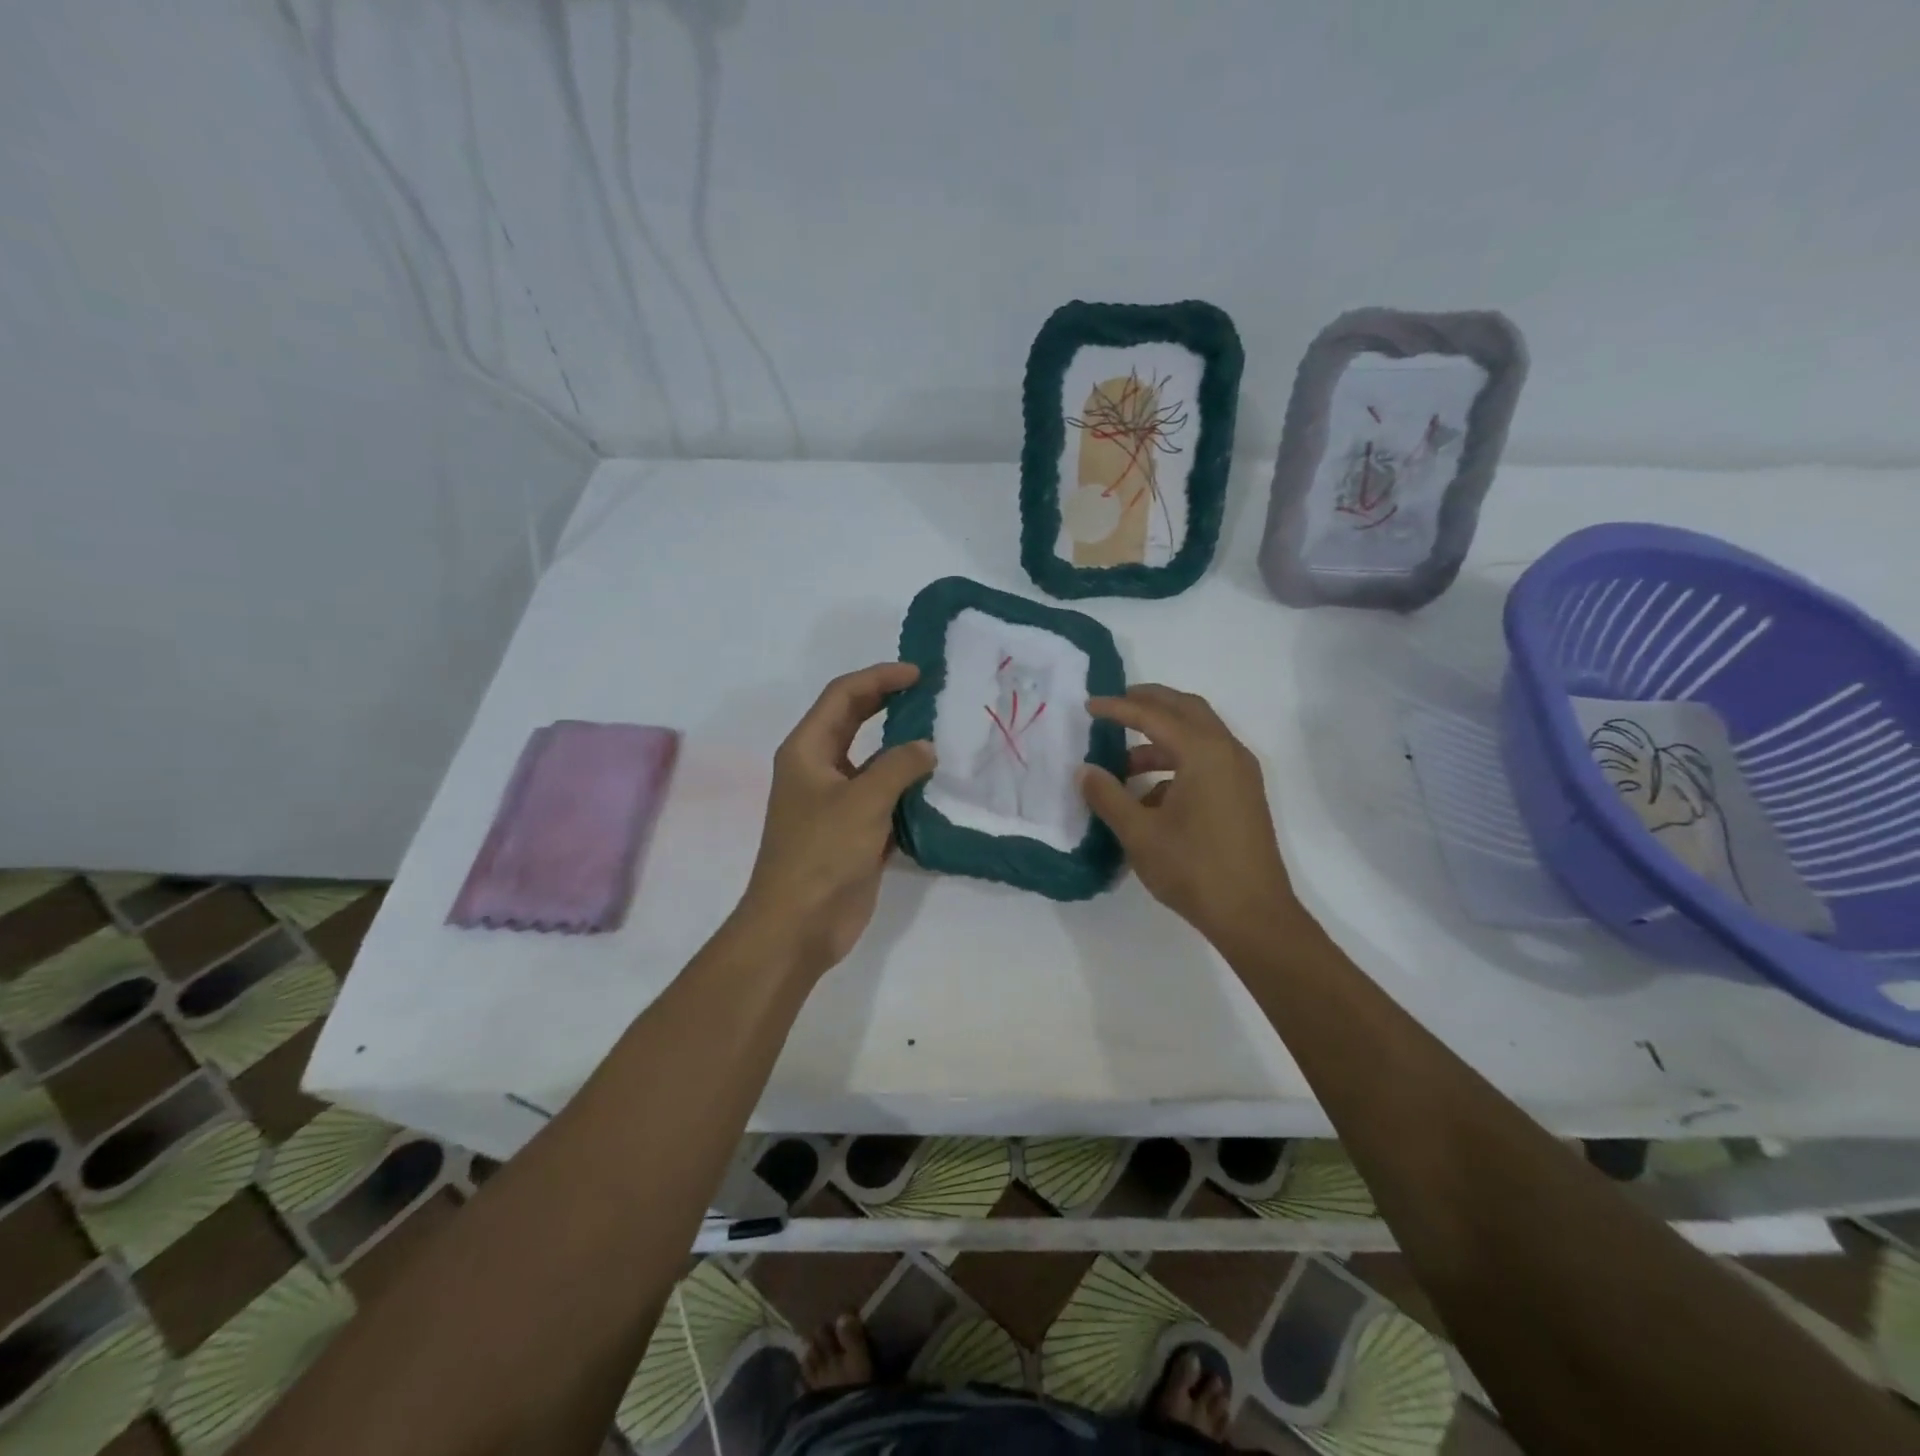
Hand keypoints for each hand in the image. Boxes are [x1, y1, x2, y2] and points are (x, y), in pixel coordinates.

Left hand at [734, 663, 935, 980]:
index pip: (843, 696)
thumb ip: (898, 767)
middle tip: (932, 693)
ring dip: (904, 748)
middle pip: (856, 721)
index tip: (919, 674)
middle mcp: (819, 768)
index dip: (879, 677)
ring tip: (945, 735)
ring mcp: (837, 801)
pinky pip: (885, 796)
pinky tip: (940, 785)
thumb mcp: (862, 802)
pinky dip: (908, 788)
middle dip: (890, 703)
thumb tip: (927, 748)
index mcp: (807, 750)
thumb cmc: (821, 854)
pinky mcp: (855, 830)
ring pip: (874, 761)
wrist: (800, 925)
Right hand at [1079, 685, 1293, 946]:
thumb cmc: (1194, 869)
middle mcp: (1228, 752)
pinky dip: (1177, 762)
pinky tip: (1150, 795)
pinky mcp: (1243, 794)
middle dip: (1149, 703)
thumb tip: (1085, 771)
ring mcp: (1240, 773)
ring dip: (1161, 739)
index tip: (1088, 705)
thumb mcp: (1139, 834)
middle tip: (1114, 706)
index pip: (1153, 716)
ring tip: (1123, 764)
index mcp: (1204, 753)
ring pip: (1198, 735)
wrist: (1254, 915)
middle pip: (1186, 709)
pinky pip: (1207, 760)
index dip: (1118, 708)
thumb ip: (1108, 796)